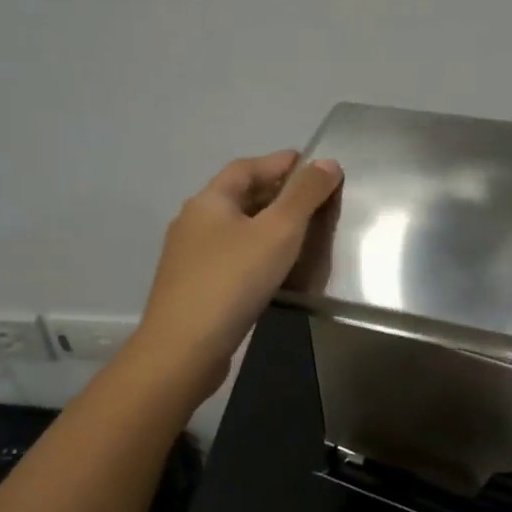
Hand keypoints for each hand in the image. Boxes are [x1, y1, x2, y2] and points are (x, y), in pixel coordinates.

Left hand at [136, 151, 342, 399]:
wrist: (184, 348)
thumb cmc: (233, 280)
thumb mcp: (278, 231)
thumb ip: (305, 195)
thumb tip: (328, 162)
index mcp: (209, 201)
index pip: (247, 167)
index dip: (280, 162)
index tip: (313, 165)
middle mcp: (194, 222)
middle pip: (240, 196)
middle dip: (276, 192)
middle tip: (314, 199)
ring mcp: (190, 257)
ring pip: (236, 228)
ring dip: (267, 224)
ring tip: (301, 232)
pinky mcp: (194, 287)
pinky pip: (232, 256)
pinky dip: (257, 252)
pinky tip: (276, 268)